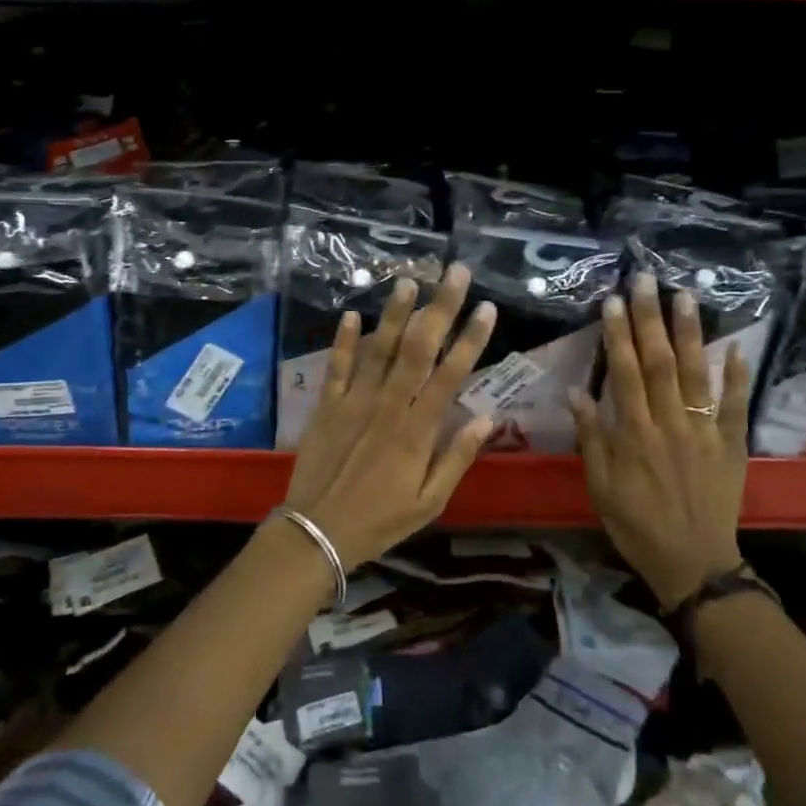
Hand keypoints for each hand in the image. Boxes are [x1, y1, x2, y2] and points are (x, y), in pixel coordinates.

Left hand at [280, 264, 496, 568]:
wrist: (317, 532)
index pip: (450, 374)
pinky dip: (342, 340)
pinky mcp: (326, 405)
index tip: (487, 308)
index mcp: (418, 430)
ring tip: (407, 281)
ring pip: (378, 349)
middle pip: (418, 349)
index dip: (470, 339)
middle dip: (439, 308)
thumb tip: (487, 418)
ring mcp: (354, 401)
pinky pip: (336, 367)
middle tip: (455, 273)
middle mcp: (388, 405)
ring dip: (394, 313)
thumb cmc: (380, 521)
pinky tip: (349, 314)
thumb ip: (457, 458)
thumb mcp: (430, 502)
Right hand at [569, 272, 749, 610]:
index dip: (618, 336)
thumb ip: (591, 439)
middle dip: (651, 319)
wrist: (693, 562)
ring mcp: (704, 432)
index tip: (613, 302)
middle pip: (660, 363)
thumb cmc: (636, 524)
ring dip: (691, 333)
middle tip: (646, 281)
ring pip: (697, 374)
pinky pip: (735, 406)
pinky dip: (737, 377)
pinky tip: (736, 346)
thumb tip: (577, 393)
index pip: (625, 374)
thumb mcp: (601, 487)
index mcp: (635, 434)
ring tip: (686, 296)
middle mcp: (670, 424)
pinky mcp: (731, 445)